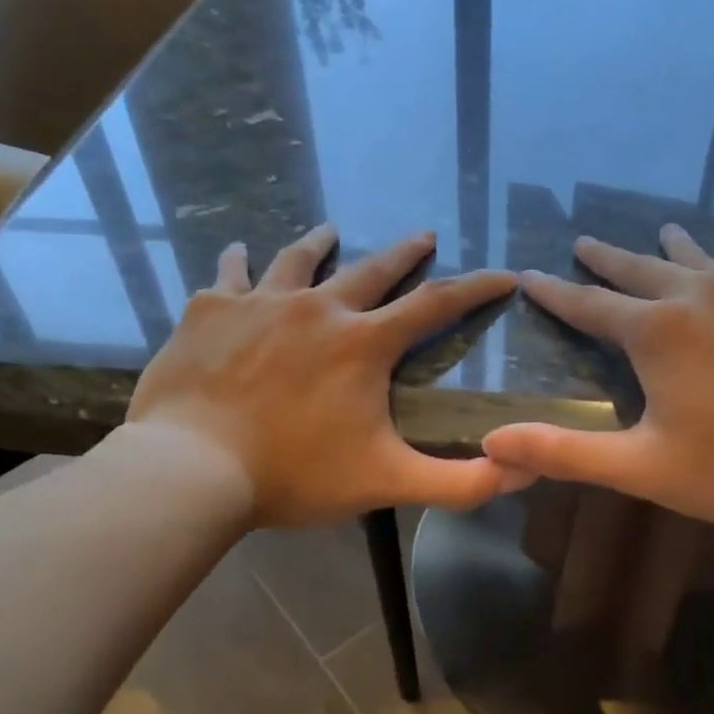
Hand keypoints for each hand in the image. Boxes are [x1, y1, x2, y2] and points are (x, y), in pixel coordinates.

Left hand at [124, 225, 518, 526]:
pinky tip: (239, 253)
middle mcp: (317, 307)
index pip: (437, 304)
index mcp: (363, 343)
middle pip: (372, 268)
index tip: (503, 275)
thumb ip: (459, 483)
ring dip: (319, 243)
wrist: (191, 468)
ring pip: (297, 259)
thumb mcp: (386, 482)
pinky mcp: (209, 310)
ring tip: (330, 230)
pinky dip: (239, 263)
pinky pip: (230, 274)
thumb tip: (522, 471)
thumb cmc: (293, 475)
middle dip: (404, 252)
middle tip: (423, 235)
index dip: (476, 288)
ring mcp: (259, 302)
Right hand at [483, 225, 713, 528]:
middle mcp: (702, 296)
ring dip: (675, 246)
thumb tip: (492, 441)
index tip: (530, 274)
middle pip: (641, 269)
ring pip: (704, 258)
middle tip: (585, 241)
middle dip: (608, 259)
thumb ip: (565, 452)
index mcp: (658, 332)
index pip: (590, 305)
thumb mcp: (642, 467)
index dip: (556, 292)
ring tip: (662, 227)